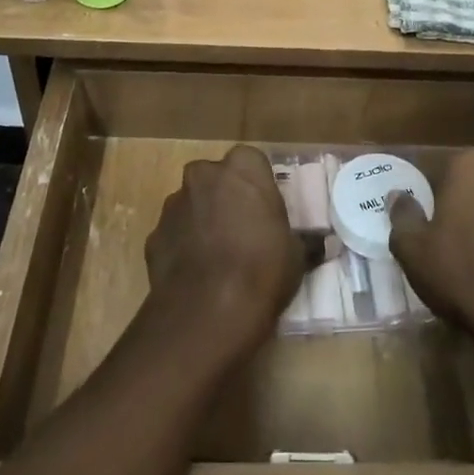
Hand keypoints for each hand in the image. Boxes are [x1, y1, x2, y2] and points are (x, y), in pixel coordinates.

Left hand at [144, 146, 308, 358]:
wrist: (208, 312)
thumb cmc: (263, 270)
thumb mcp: (297, 254)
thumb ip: (301, 239)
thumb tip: (320, 244)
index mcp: (242, 168)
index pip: (251, 162)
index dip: (258, 186)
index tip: (266, 211)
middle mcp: (203, 175)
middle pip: (216, 179)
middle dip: (226, 197)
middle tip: (243, 230)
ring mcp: (173, 204)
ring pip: (192, 204)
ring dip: (202, 221)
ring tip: (219, 258)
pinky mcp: (153, 235)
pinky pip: (175, 234)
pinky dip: (183, 247)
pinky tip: (197, 275)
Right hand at [389, 149, 473, 380]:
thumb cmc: (465, 275)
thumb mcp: (414, 249)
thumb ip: (402, 215)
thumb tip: (399, 195)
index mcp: (468, 162)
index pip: (427, 163)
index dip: (412, 185)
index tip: (402, 206)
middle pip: (460, 177)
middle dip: (443, 196)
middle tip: (424, 224)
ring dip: (470, 213)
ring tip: (452, 243)